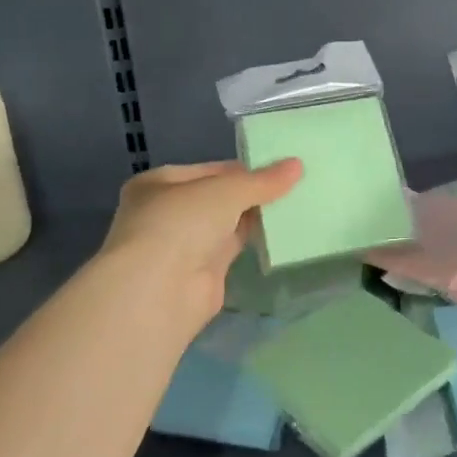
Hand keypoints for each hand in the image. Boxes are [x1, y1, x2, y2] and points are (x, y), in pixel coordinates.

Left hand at [98, 160, 302, 335]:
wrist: (158, 292)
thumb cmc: (180, 224)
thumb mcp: (225, 191)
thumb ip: (261, 181)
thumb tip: (297, 165)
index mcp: (159, 184)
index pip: (209, 170)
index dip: (244, 169)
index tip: (281, 167)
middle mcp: (167, 212)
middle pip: (218, 197)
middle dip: (252, 193)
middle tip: (295, 183)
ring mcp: (184, 245)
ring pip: (227, 223)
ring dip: (256, 216)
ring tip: (297, 203)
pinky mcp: (202, 273)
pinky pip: (234, 248)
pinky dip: (255, 240)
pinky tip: (284, 230)